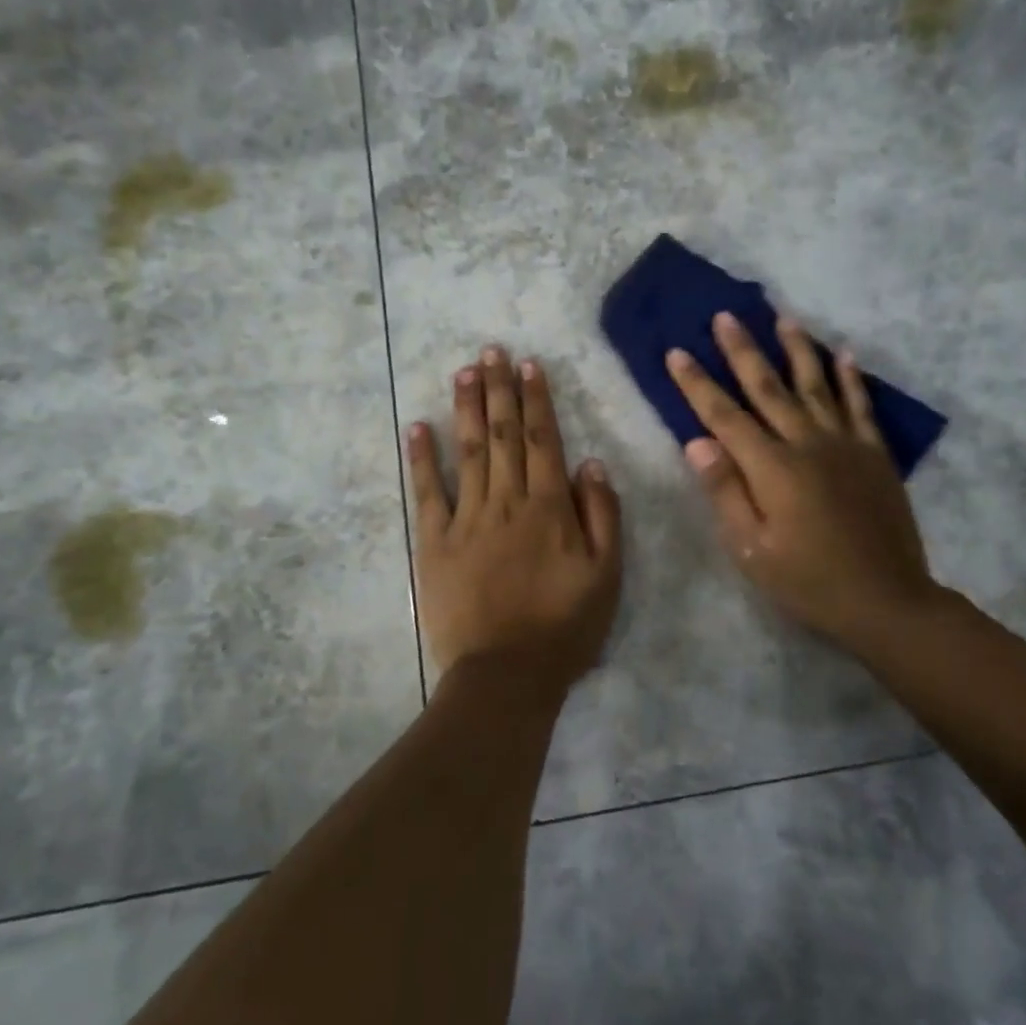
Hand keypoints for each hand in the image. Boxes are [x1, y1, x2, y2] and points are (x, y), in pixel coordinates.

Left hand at [408, 346, 622, 696]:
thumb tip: (590, 461)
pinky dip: (421, 458)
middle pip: (502, 434)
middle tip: (492, 350)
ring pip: (467, 451)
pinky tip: (417, 426)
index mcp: (549, 507)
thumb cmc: (565, 627)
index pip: (542, 440)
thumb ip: (602, 514)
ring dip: (466, 408)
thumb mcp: (607, 575)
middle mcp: (506, 501)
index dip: (536, 400)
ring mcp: (466, 519)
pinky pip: (427, 493)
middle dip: (499, 389)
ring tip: (464, 370)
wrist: (506, 674)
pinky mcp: (434, 542)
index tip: (529, 365)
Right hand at [666, 313, 946, 655]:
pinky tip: (844, 354)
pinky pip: (861, 406)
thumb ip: (725, 492)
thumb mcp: (752, 550)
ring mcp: (845, 445)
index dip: (697, 384)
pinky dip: (851, 378)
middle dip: (742, 351)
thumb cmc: (809, 581)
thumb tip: (696, 442)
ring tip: (783, 316)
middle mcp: (807, 444)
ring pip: (816, 385)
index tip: (677, 352)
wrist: (887, 601)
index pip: (724, 416)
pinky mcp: (874, 454)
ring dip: (797, 349)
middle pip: (768, 388)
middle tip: (725, 316)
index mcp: (772, 468)